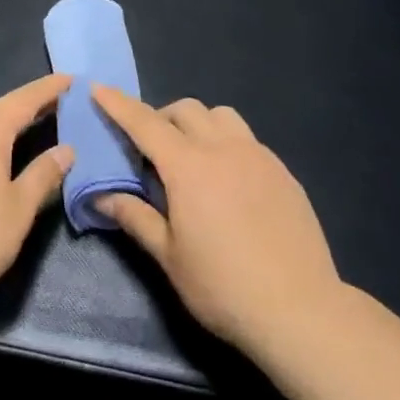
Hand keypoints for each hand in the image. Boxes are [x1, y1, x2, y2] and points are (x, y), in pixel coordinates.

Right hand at [90, 86, 341, 357]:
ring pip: (221, 116)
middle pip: (185, 110)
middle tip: (149, 149)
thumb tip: (101, 196)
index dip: (119, 104)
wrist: (301, 311)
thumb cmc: (223, 287)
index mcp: (188, 167)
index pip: (145, 124)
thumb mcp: (169, 256)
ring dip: (197, 123)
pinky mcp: (283, 172)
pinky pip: (247, 139)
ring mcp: (258, 157)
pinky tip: (228, 179)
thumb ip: (135, 217)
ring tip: (191, 156)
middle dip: (160, 117)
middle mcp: (223, 149)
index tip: (98, 88)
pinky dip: (226, 143)